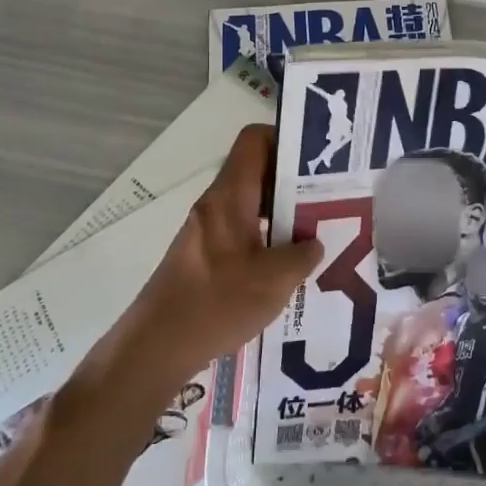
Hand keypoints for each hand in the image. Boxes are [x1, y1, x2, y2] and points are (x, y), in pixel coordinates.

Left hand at [109, 124, 322, 390]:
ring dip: (282, 214)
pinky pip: (241, 232)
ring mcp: (207, 231)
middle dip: (294, 182)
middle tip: (329, 199)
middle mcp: (216, 205)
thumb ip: (303, 255)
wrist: (156, 346)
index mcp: (230, 197)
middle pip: (257, 172)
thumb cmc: (216, 303)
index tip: (317, 159)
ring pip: (251, 205)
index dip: (286, 139)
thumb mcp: (275, 280)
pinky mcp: (203, 256)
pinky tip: (286, 268)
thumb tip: (313, 243)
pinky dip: (266, 239)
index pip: (254, 141)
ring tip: (315, 234)